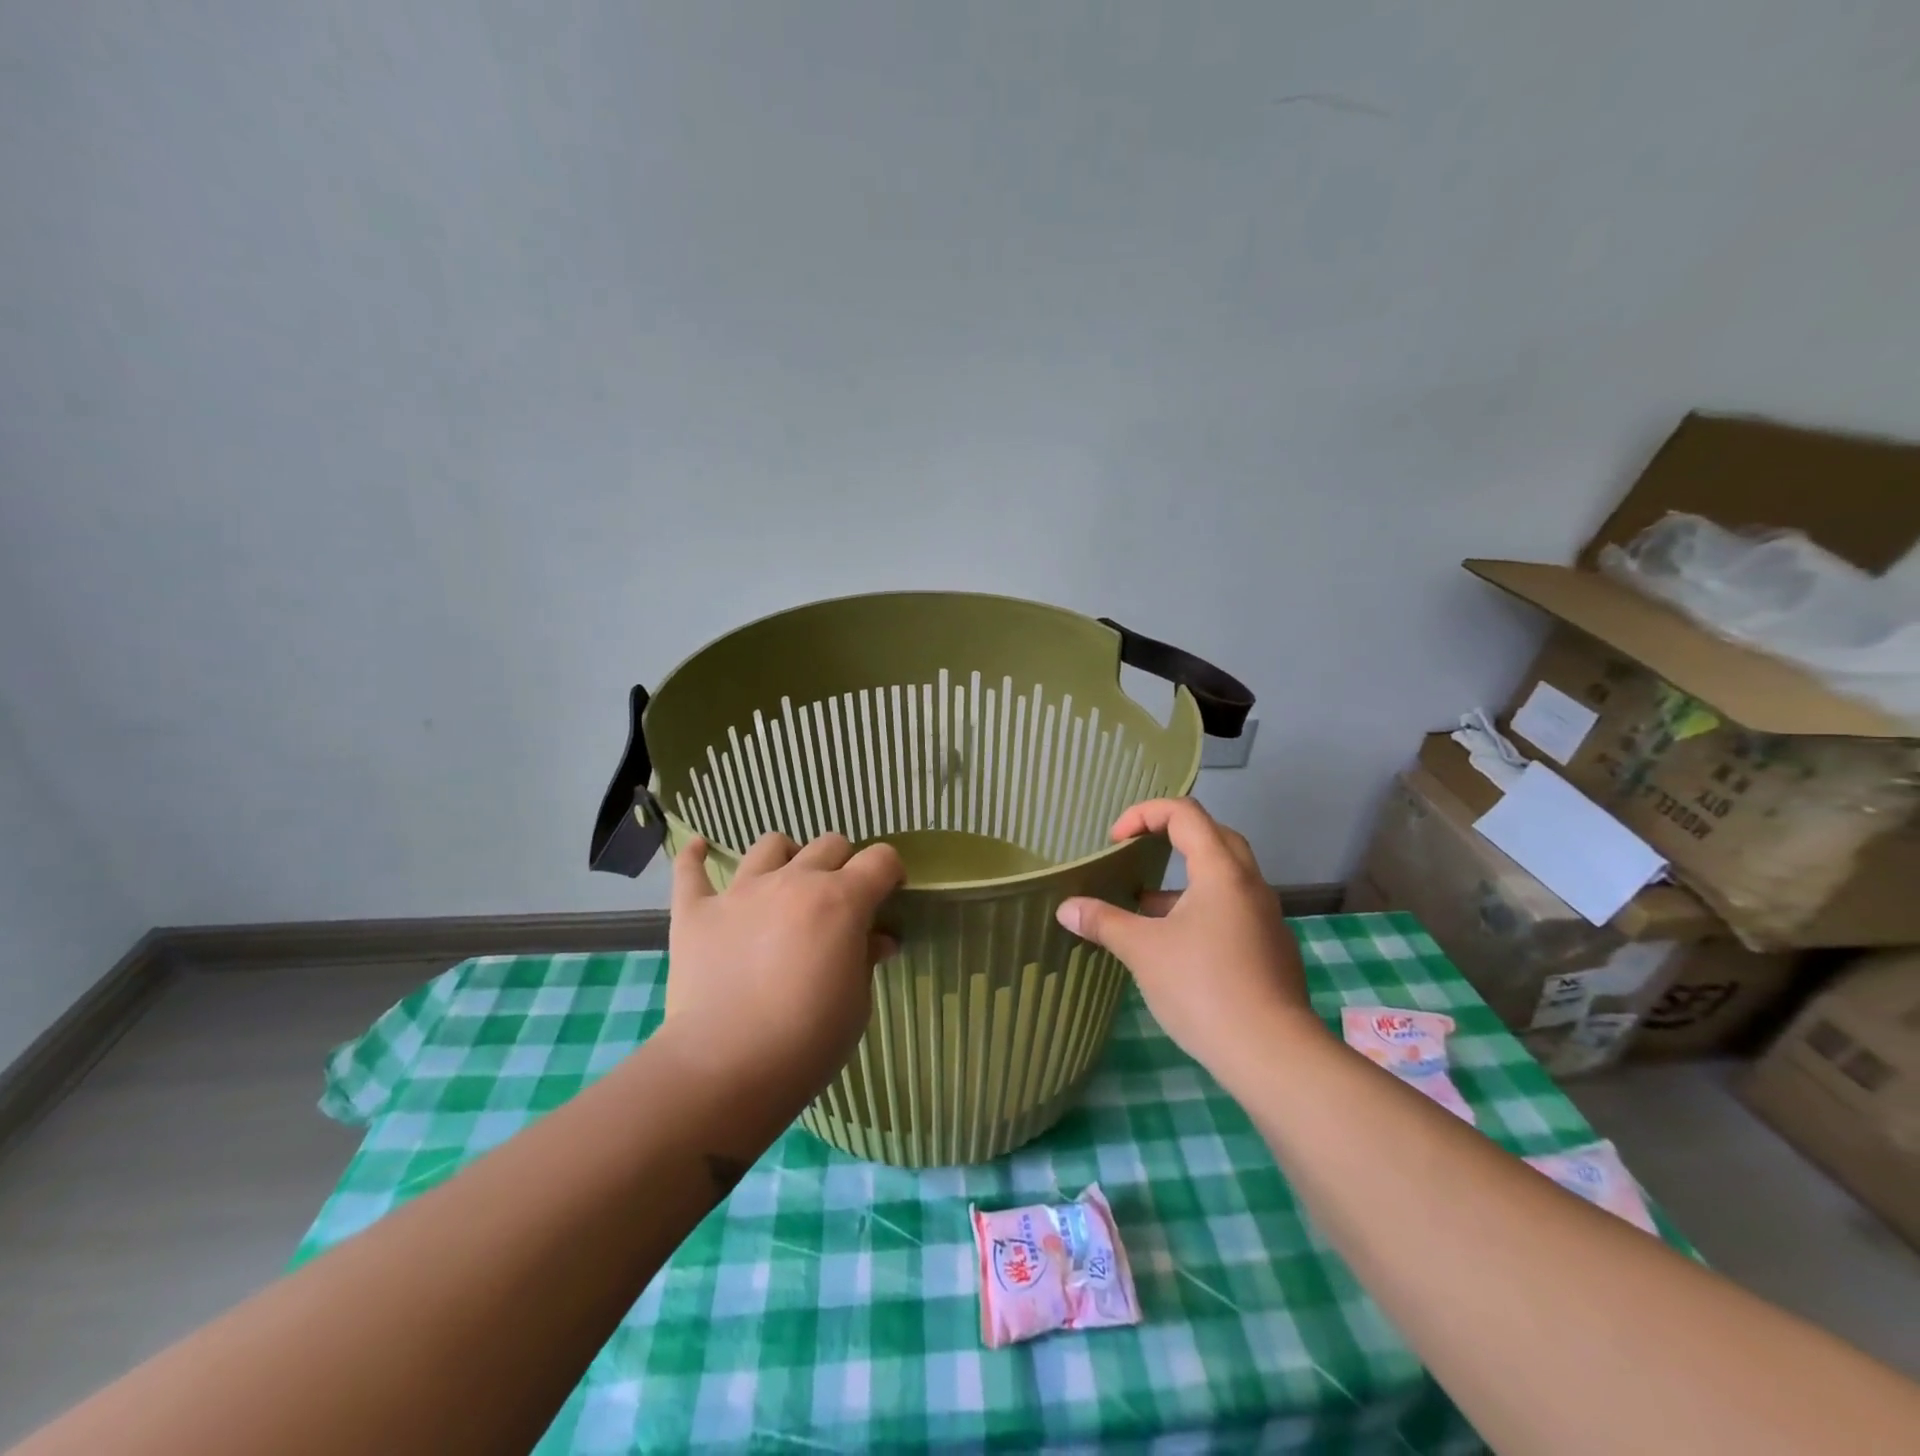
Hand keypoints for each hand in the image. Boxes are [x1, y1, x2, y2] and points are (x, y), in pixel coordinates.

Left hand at [666, 831, 904, 1093]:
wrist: (725, 1067)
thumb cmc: (808, 1040)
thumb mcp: (857, 1003)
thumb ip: (866, 959)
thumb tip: (878, 940)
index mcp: (841, 900)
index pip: (880, 859)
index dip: (890, 872)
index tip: (889, 895)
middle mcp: (793, 881)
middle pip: (829, 843)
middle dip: (842, 865)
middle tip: (839, 901)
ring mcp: (741, 892)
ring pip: (770, 845)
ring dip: (785, 858)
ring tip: (784, 884)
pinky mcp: (696, 911)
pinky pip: (691, 870)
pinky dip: (696, 858)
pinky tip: (700, 851)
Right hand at [1054, 799, 1316, 1072]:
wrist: (1273, 1054)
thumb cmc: (1203, 988)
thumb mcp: (1142, 951)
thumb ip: (1104, 922)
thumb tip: (1066, 909)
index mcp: (1221, 871)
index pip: (1185, 813)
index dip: (1144, 814)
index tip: (1115, 841)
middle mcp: (1250, 884)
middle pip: (1213, 836)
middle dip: (1171, 837)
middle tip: (1139, 855)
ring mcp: (1266, 918)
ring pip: (1224, 877)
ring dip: (1184, 880)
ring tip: (1146, 907)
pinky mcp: (1272, 950)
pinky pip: (1234, 909)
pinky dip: (1202, 909)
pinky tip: (1178, 946)